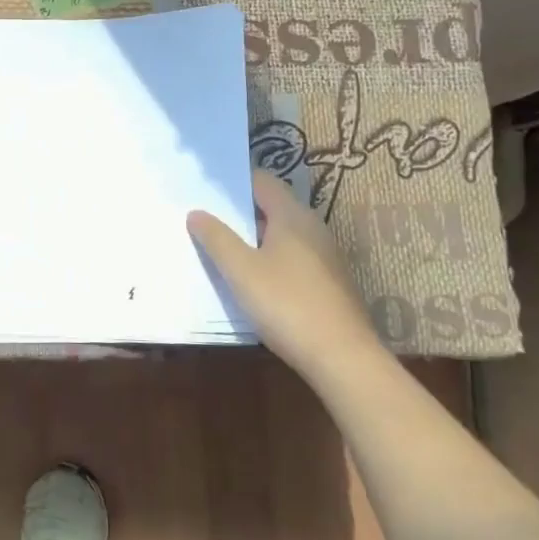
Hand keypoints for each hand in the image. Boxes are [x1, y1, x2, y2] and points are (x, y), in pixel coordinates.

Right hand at [188, 169, 384, 377]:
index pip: (263, 182)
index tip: (205, 187)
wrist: (342, 357)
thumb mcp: (241, 271)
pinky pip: (292, 258)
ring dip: (253, 238)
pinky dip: (269, 259)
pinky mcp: (328, 283)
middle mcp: (313, 229)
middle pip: (272, 207)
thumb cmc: (287, 304)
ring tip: (221, 248)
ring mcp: (324, 257)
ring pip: (282, 235)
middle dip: (239, 211)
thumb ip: (217, 238)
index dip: (235, 181)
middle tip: (205, 217)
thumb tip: (196, 213)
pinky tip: (251, 280)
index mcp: (293, 217)